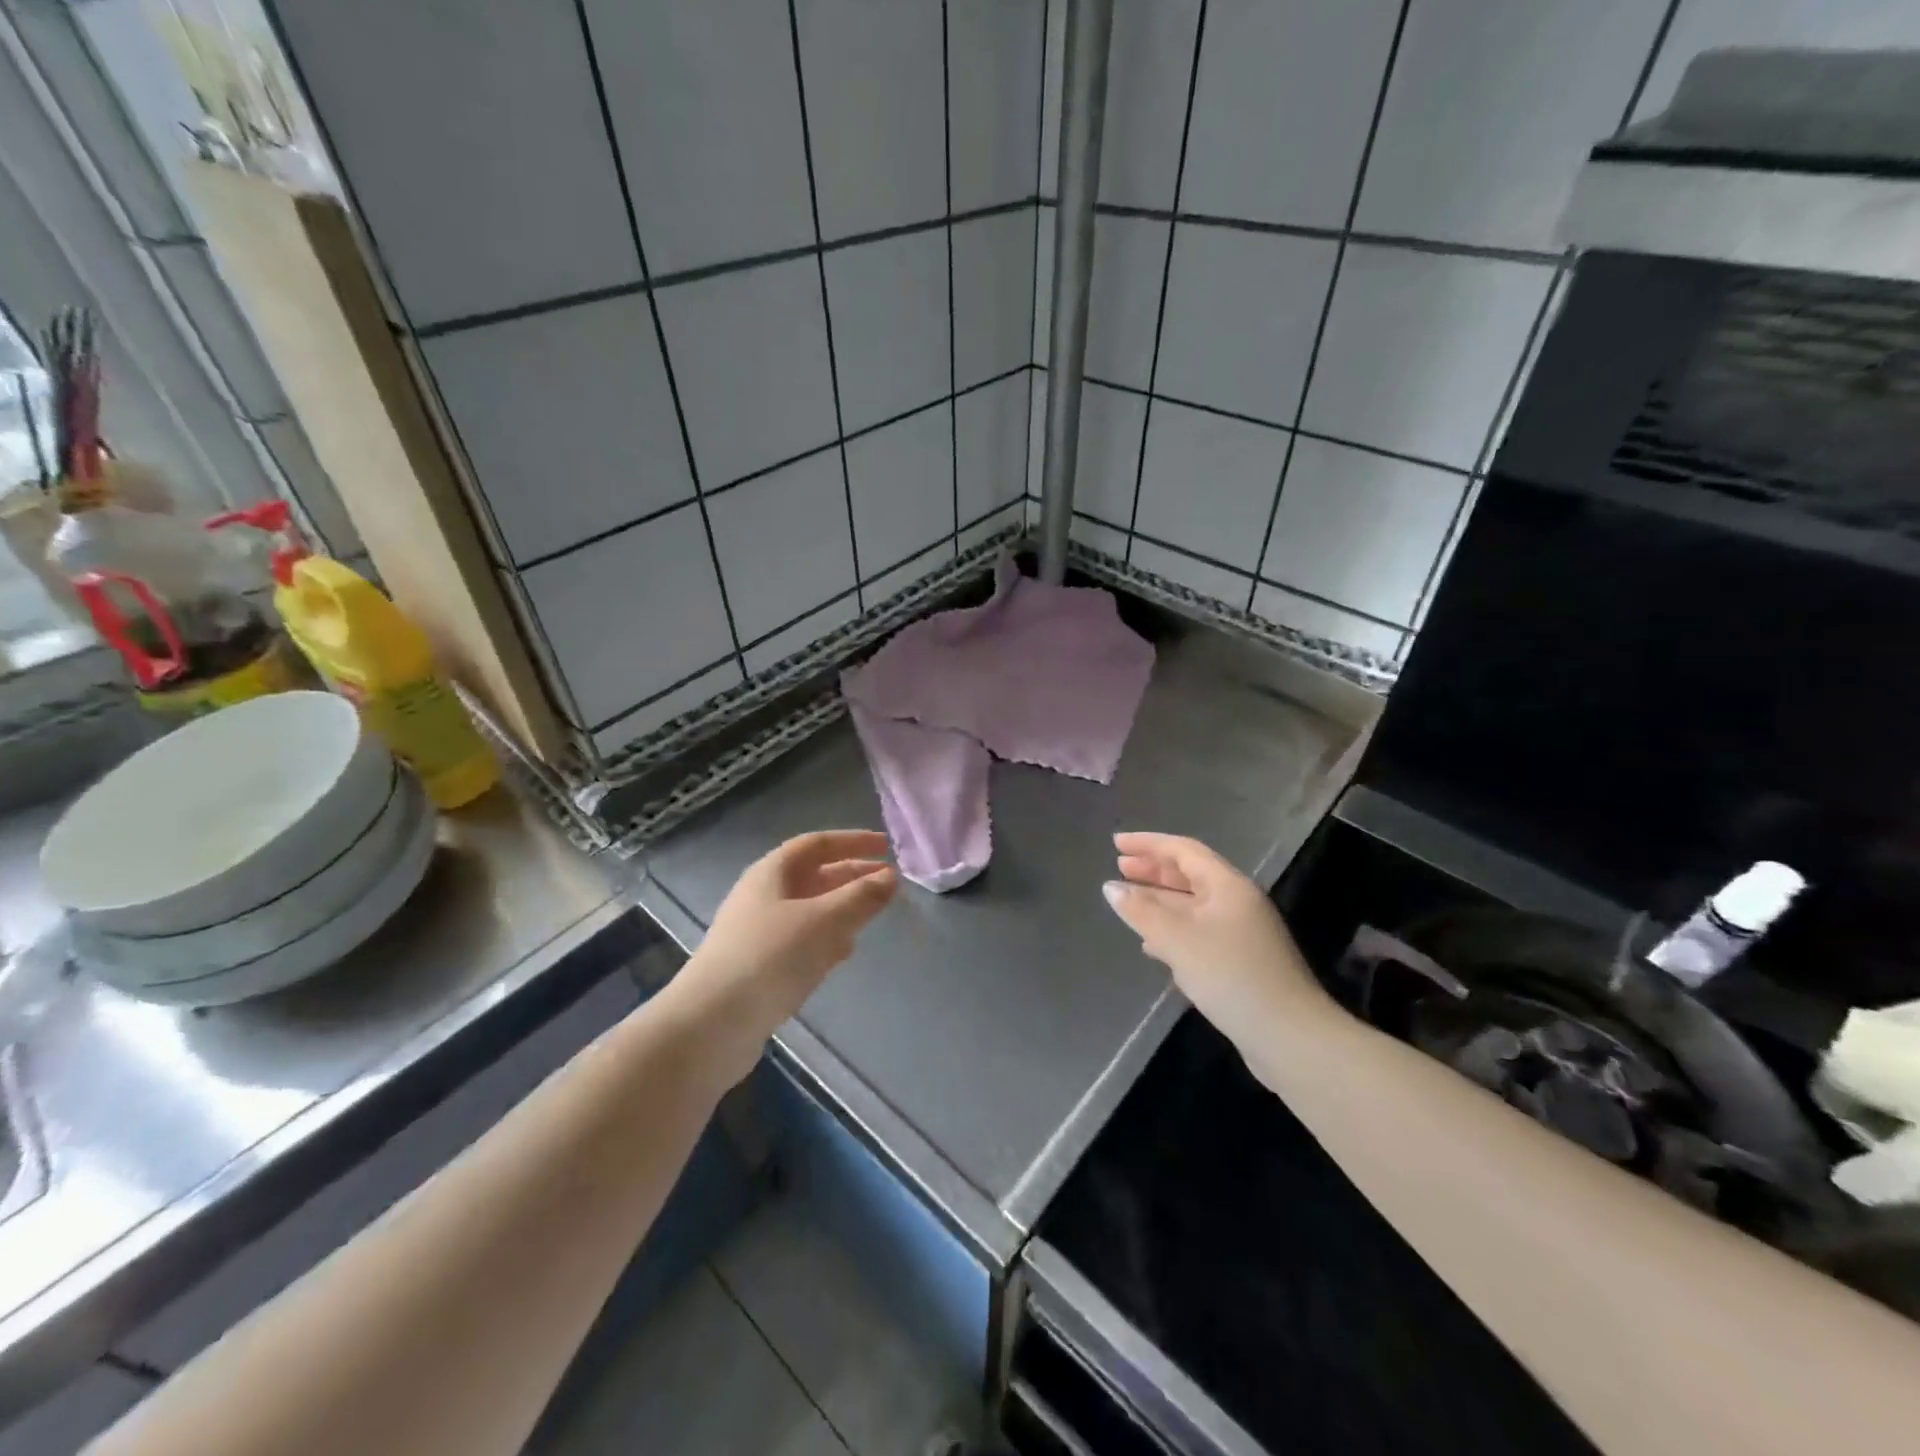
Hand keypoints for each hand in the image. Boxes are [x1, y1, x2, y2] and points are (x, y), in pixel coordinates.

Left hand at [676, 831, 896, 1077]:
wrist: (710, 1026)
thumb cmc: (769, 959)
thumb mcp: (824, 922)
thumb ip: (860, 898)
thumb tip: (890, 877)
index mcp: (772, 873)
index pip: (817, 844)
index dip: (852, 841)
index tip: (886, 846)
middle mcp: (763, 897)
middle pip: (814, 876)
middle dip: (852, 875)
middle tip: (889, 882)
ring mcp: (758, 933)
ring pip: (809, 909)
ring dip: (841, 908)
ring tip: (873, 914)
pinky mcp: (759, 967)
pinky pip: (801, 941)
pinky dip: (827, 938)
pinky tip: (843, 953)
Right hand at [1103, 832, 1334, 1040]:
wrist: (1288, 1036)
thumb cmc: (1231, 975)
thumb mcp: (1178, 939)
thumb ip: (1141, 911)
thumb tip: (1111, 888)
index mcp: (1228, 886)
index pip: (1184, 850)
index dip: (1148, 843)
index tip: (1116, 843)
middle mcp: (1236, 902)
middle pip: (1189, 875)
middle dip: (1153, 870)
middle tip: (1119, 867)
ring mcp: (1240, 933)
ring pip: (1192, 906)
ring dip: (1159, 901)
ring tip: (1128, 902)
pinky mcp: (1239, 962)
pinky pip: (1197, 933)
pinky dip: (1171, 931)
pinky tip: (1151, 945)